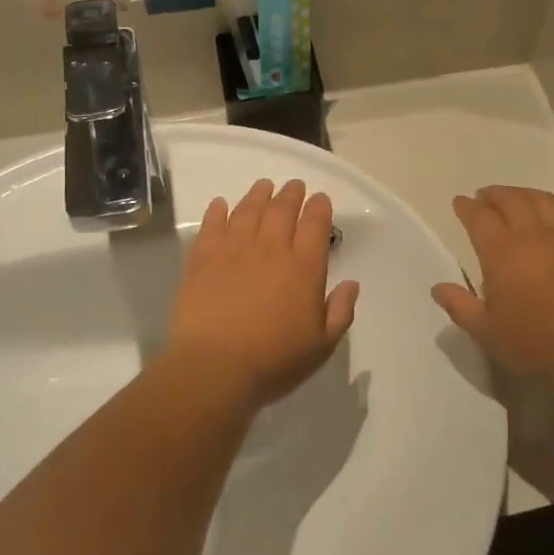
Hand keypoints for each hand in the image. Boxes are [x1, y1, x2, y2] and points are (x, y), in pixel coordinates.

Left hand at [167, 179, 359, 411]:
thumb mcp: (322, 345)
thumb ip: (340, 311)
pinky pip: (211, 226)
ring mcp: (233, 250)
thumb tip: (351, 284)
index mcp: (304, 267)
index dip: (319, 207)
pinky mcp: (202, 259)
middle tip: (294, 186)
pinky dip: (218, 211)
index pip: (315, 224)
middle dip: (291, 194)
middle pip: (281, 210)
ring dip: (258, 195)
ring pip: (248, 211)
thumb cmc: (274, 361)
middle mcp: (270, 249)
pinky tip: (220, 204)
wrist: (214, 368)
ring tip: (264, 186)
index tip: (320, 199)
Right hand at [432, 187, 553, 389]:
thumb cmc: (539, 345)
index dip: (467, 208)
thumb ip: (460, 307)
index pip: (480, 218)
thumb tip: (438, 288)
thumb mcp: (488, 334)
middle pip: (511, 200)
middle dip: (494, 194)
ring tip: (515, 198)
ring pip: (542, 200)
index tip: (460, 203)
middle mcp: (534, 235)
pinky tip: (553, 216)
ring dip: (523, 194)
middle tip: (484, 196)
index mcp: (503, 253)